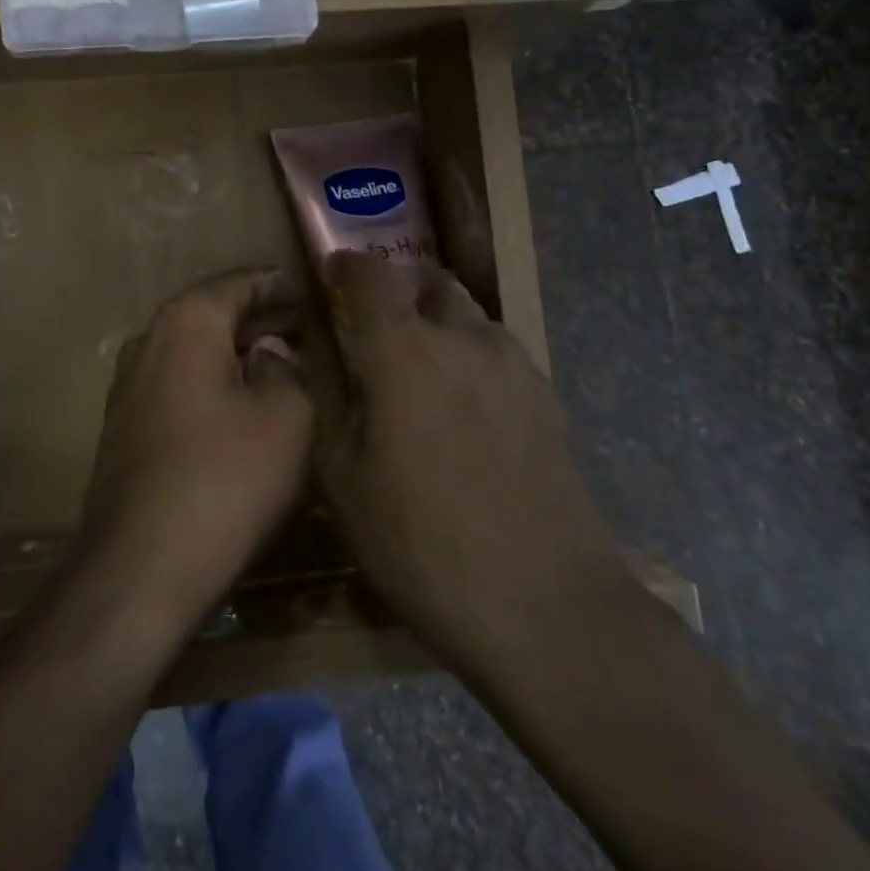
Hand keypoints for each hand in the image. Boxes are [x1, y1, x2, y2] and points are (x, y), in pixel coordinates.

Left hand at [80, 268, 313, 631]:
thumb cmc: (225, 477)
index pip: (237, 282)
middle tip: (301, 324)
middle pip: (210, 312)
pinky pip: (176, 382)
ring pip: (191, 349)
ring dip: (233, 349)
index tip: (308, 290)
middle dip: (257, 316)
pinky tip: (240, 401)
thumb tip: (269, 352)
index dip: (277, 284)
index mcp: (186, 322)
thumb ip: (285, 369)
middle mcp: (149, 340)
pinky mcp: (124, 425)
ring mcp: (128, 384)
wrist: (141, 564)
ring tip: (277, 359)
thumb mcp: (285, 417)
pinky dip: (210, 378)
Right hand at [318, 251, 627, 670]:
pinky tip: (467, 412)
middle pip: (429, 284)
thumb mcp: (344, 480)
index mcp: (403, 350)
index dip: (346, 265)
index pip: (371, 275)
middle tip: (377, 332)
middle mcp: (462, 339)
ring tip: (423, 372)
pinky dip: (473, 360)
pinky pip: (499, 355)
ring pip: (470, 318)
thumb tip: (322, 362)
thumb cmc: (422, 543)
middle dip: (399, 294)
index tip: (332, 274)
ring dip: (441, 325)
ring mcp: (514, 367)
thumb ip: (330, 405)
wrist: (544, 605)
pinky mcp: (548, 400)